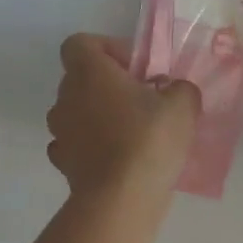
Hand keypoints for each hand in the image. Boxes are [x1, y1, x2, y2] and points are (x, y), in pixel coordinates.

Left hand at [47, 34, 199, 203]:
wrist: (121, 199)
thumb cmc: (149, 139)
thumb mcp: (182, 105)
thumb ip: (180, 89)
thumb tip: (174, 91)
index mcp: (89, 72)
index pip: (80, 44)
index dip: (107, 49)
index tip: (134, 68)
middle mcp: (66, 96)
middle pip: (81, 78)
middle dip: (109, 85)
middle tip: (142, 100)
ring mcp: (60, 131)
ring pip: (77, 111)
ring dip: (99, 115)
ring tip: (132, 132)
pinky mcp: (62, 163)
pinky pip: (75, 143)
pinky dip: (91, 145)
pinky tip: (116, 157)